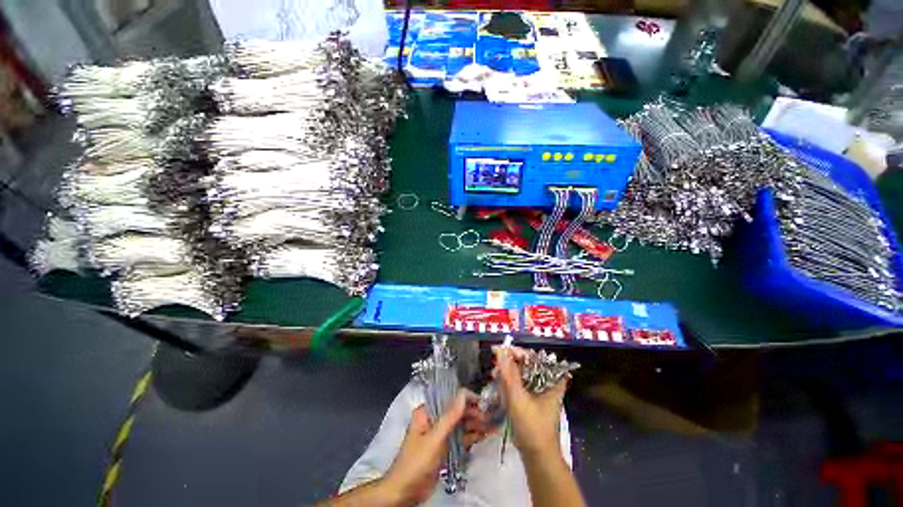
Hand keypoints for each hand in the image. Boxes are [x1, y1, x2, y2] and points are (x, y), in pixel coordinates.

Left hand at [380, 390, 488, 504]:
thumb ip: (450, 416)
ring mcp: (440, 433)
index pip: (449, 398)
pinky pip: (460, 437)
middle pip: (457, 411)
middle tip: (491, 416)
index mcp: (427, 411)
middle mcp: (434, 418)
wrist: (405, 492)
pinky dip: (472, 436)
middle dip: (474, 412)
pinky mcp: (445, 447)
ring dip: (475, 424)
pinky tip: (485, 434)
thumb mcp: (434, 438)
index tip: (483, 402)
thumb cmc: (417, 462)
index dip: (466, 399)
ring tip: (492, 424)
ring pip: (461, 424)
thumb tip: (464, 394)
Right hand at [494, 346, 567, 459]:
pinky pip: (519, 383)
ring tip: (495, 376)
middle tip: (495, 366)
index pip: (532, 356)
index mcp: (551, 379)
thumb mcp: (518, 398)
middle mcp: (547, 381)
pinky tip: (499, 386)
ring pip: (521, 373)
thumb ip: (508, 373)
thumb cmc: (532, 427)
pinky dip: (509, 383)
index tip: (499, 351)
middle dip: (509, 363)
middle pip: (526, 363)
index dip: (515, 351)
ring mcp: (539, 390)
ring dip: (507, 373)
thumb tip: (500, 350)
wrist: (537, 457)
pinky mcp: (532, 398)